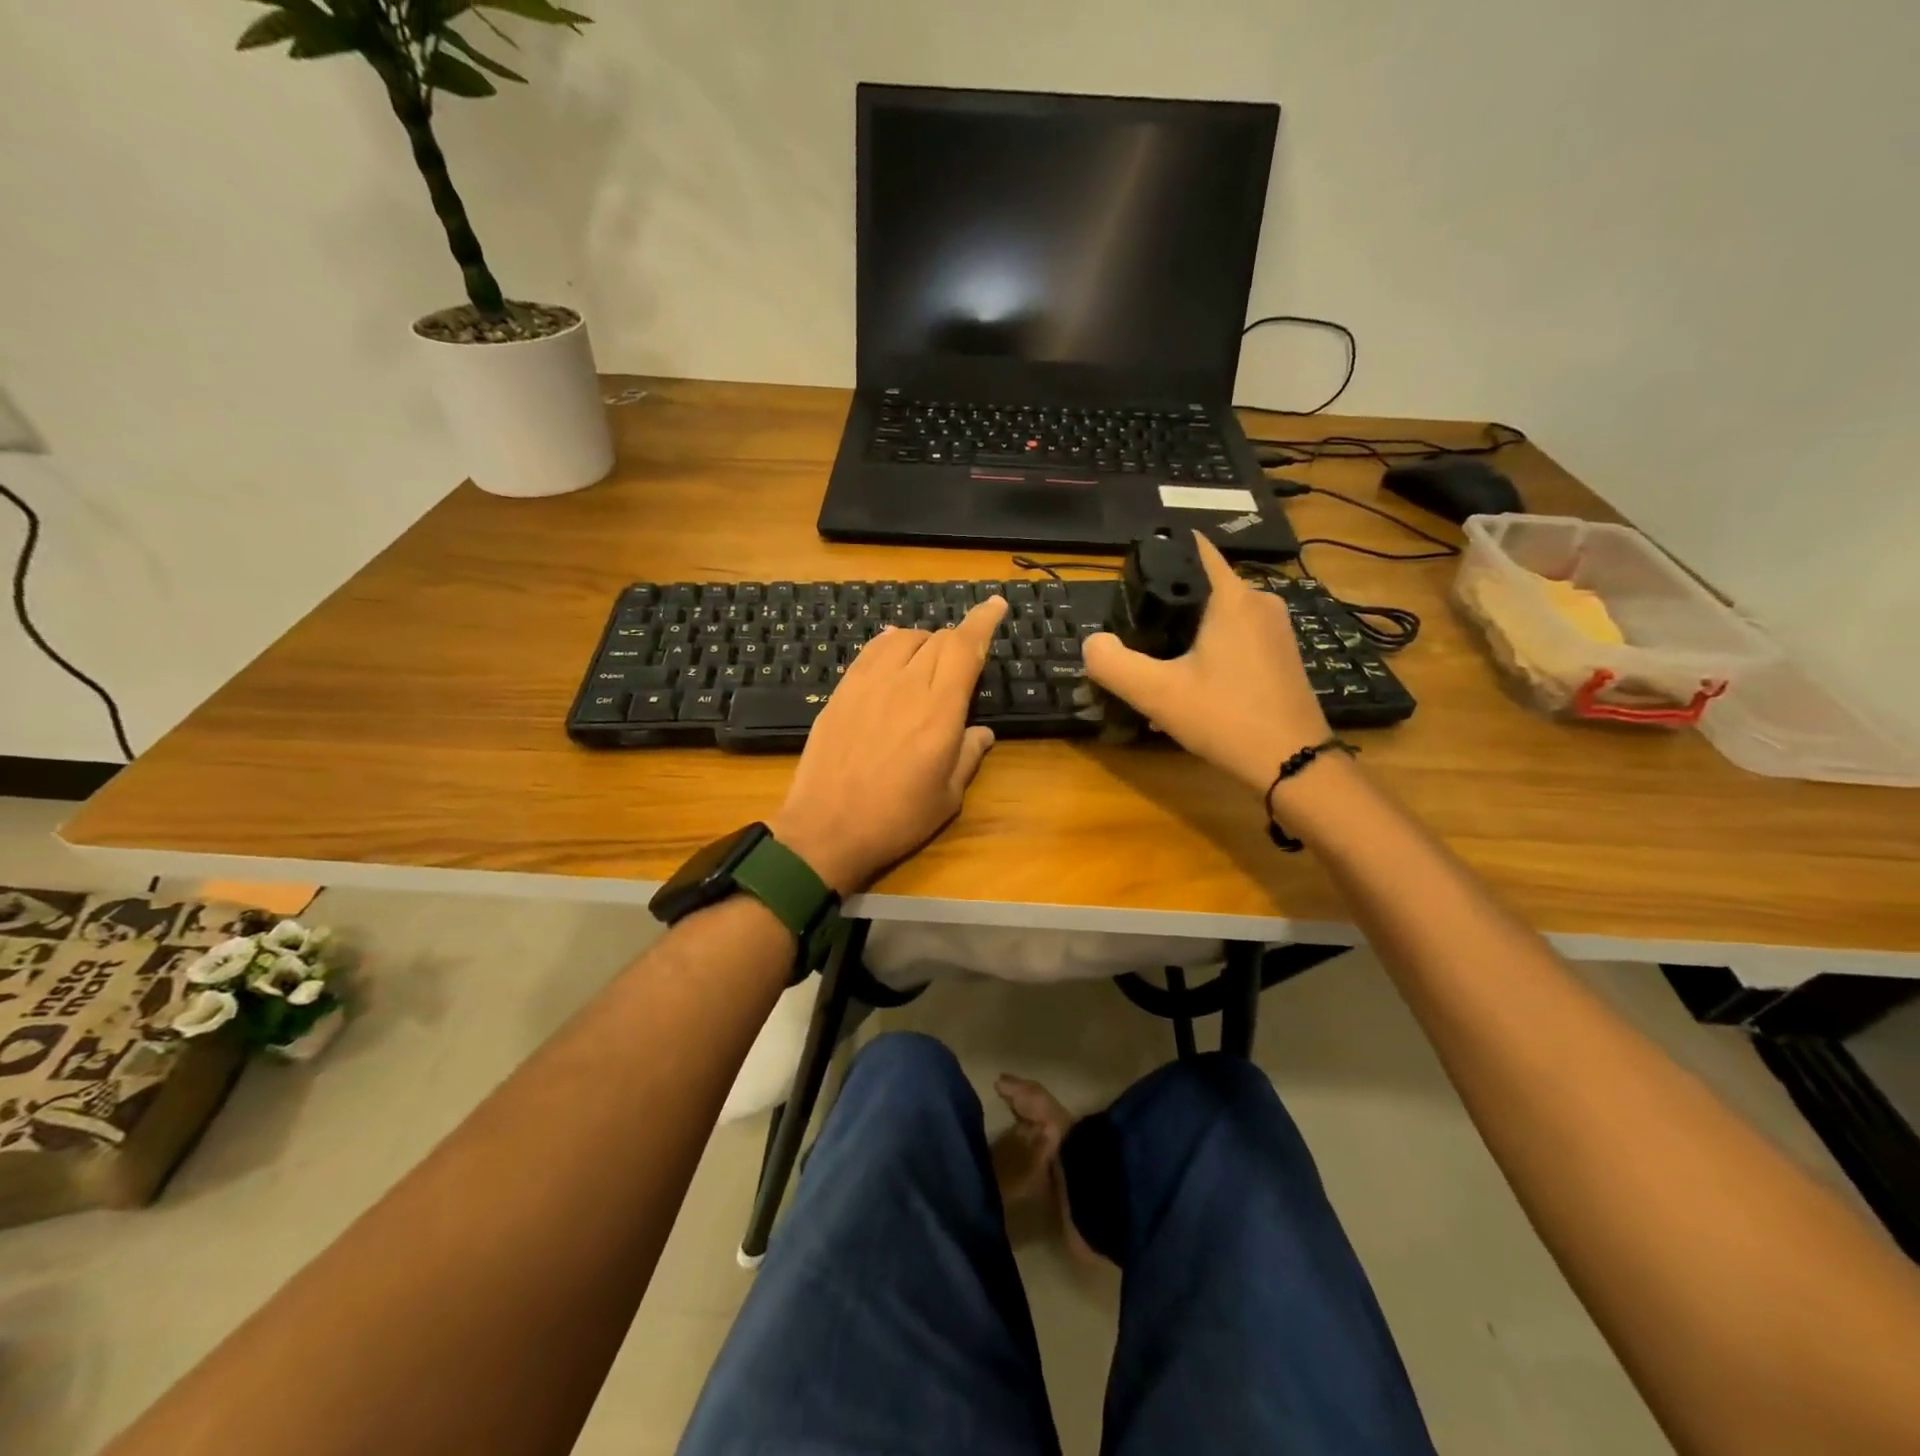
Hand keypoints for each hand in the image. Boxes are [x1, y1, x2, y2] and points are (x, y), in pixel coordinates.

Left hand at [771, 596, 1007, 894]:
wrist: (825, 829)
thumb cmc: (895, 819)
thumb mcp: (947, 797)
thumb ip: (968, 755)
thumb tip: (982, 731)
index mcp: (939, 711)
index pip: (965, 648)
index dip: (983, 621)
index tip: (995, 604)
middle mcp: (905, 686)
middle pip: (938, 639)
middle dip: (959, 640)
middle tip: (964, 660)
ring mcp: (868, 684)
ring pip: (903, 637)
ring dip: (924, 641)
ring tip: (928, 661)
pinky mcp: (841, 691)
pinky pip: (870, 651)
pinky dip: (890, 644)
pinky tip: (893, 656)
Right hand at [1083, 532, 1330, 794]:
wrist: (1293, 764)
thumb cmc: (1225, 718)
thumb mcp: (1156, 693)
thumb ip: (1112, 663)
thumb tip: (1092, 643)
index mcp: (1233, 597)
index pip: (1194, 550)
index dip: (1159, 555)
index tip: (1130, 577)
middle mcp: (1260, 602)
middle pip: (1201, 590)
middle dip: (1167, 610)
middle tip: (1136, 638)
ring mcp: (1277, 631)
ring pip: (1218, 620)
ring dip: (1187, 639)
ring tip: (1158, 669)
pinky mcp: (1283, 657)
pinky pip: (1236, 641)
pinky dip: (1210, 655)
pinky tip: (1191, 689)